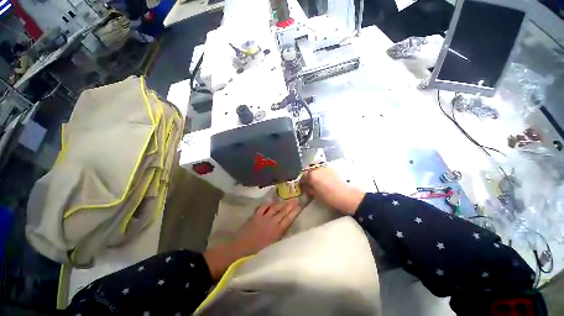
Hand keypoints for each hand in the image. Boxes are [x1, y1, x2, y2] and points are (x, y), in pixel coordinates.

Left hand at [203, 200, 300, 280]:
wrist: (238, 251)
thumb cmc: (256, 254)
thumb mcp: (273, 248)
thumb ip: (280, 237)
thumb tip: (287, 229)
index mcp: (277, 232)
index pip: (288, 219)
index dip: (294, 212)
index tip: (300, 206)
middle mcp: (271, 222)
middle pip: (283, 212)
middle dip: (290, 205)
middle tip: (296, 199)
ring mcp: (263, 218)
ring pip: (274, 208)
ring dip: (281, 203)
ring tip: (287, 199)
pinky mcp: (255, 216)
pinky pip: (263, 207)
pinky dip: (267, 203)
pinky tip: (271, 200)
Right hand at [302, 167, 364, 214]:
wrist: (347, 196)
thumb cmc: (329, 197)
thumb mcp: (316, 195)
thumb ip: (309, 189)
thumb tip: (307, 187)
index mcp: (312, 175)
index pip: (303, 177)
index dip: (302, 182)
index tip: (303, 187)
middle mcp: (318, 169)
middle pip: (310, 171)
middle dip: (308, 177)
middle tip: (310, 184)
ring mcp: (326, 168)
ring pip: (317, 170)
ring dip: (316, 175)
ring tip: (318, 182)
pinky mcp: (333, 169)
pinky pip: (324, 171)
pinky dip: (322, 175)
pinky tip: (325, 181)